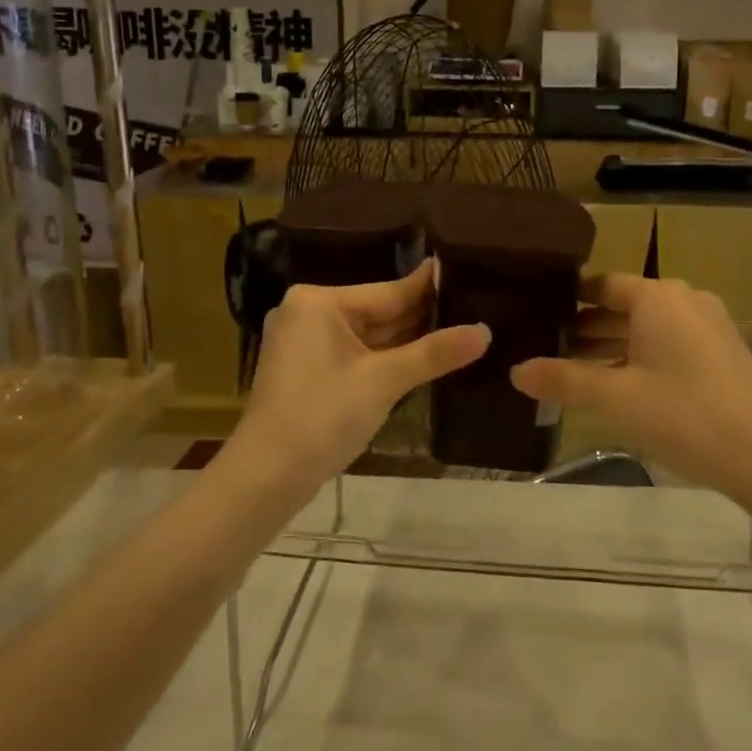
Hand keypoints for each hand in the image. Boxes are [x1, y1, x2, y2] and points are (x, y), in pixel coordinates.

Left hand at [237, 260, 489, 489]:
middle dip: (422, 317)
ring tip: (460, 330)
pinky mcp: (308, 369)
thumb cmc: (322, 417)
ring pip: (368, 335)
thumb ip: (434, 353)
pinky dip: (385, 358)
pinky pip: (356, 354)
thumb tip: (485, 332)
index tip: (468, 272)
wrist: (266, 478)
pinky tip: (423, 357)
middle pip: (378, 311)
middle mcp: (309, 313)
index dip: (430, 289)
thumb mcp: (383, 382)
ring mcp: (305, 342)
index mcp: (319, 302)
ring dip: (407, 340)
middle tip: (474, 307)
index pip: (388, 291)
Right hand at [510, 274, 751, 491]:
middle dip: (586, 328)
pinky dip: (640, 356)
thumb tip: (515, 371)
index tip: (539, 315)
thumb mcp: (615, 398)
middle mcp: (684, 300)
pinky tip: (620, 385)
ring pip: (647, 328)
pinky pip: (669, 343)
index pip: (602, 285)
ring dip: (612, 346)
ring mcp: (709, 325)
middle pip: (623, 306)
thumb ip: (563, 380)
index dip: (569, 300)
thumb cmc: (684, 414)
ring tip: (574, 370)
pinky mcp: (723, 352)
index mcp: (657, 297)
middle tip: (547, 347)